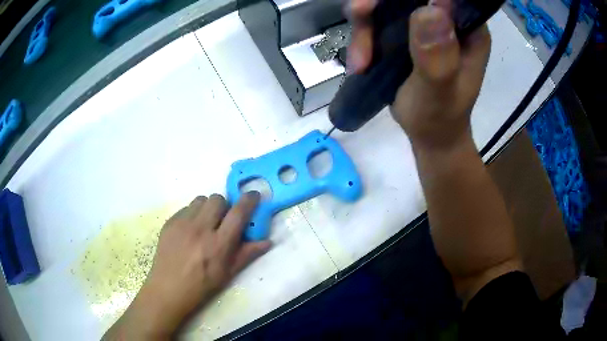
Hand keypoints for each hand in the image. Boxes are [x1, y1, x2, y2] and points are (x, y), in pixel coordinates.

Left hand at [105, 192, 270, 338]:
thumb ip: (247, 254)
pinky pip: (186, 208)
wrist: (168, 288)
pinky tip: (190, 230)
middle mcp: (201, 228)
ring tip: (205, 223)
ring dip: (208, 208)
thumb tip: (267, 241)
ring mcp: (182, 223)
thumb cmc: (202, 285)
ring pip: (201, 200)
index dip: (249, 200)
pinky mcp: (169, 222)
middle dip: (225, 205)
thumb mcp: (228, 273)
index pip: (238, 213)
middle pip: (218, 199)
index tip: (253, 195)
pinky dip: (192, 214)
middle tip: (223, 220)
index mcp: (219, 244)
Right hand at [348, 0, 490, 148]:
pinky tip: (360, 64)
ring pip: (386, 4)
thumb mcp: (440, 92)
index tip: (385, 2)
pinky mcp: (403, 32)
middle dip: (378, 3)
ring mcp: (423, 24)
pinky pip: (375, 20)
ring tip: (360, 62)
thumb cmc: (440, 118)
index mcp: (468, 29)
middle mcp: (447, 19)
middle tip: (359, 14)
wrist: (428, 134)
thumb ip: (437, 57)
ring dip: (364, 26)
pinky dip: (362, 38)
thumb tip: (431, 9)